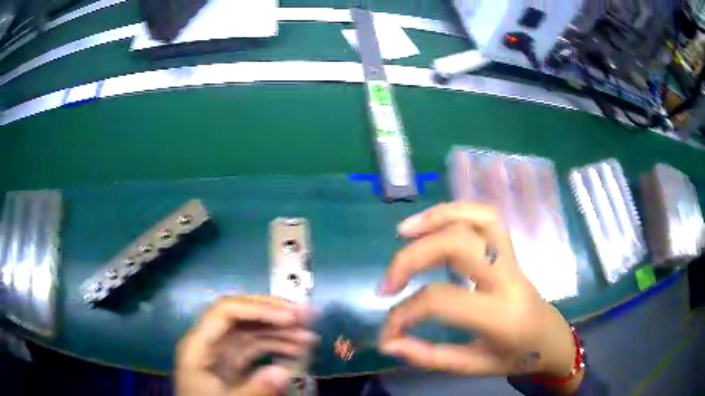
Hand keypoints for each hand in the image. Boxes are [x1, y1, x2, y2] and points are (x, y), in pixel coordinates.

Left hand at [175, 296, 317, 395]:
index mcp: (199, 345)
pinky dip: (276, 346)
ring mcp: (221, 351)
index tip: (291, 318)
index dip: (259, 309)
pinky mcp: (231, 362)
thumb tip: (283, 373)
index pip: (226, 312)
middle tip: (306, 315)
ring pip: (252, 330)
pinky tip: (297, 351)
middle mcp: (210, 341)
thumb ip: (253, 390)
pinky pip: (255, 347)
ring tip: (309, 337)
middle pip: (241, 315)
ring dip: (280, 330)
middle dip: (274, 312)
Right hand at [378, 203, 581, 391]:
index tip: (387, 332)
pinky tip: (434, 224)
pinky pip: (487, 218)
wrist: (550, 339)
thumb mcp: (473, 367)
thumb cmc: (515, 357)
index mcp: (502, 316)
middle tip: (389, 281)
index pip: (443, 301)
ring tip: (404, 232)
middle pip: (460, 244)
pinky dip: (456, 211)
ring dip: (437, 217)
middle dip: (413, 257)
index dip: (404, 313)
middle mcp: (509, 279)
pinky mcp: (512, 250)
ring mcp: (514, 259)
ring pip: (480, 217)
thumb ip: (429, 357)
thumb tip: (388, 343)